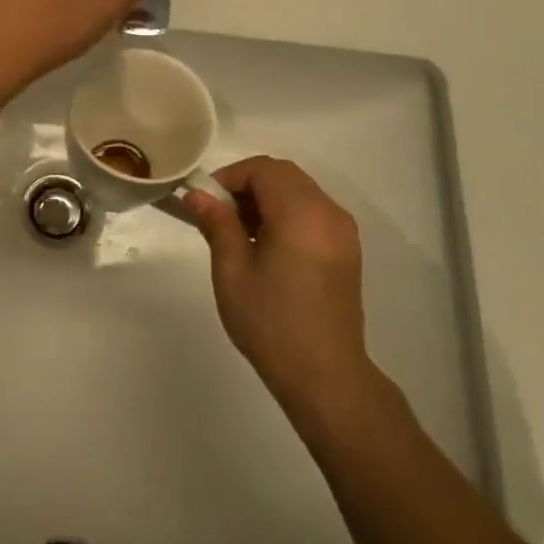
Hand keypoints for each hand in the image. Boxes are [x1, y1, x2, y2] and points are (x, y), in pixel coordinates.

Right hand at [181, 157, 375, 408]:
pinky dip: (286, 214)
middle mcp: (329, 212)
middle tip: (219, 216)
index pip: (263, 169)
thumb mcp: (232, 271)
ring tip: (240, 234)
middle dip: (247, 185)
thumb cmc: (271, 322)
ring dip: (266, 199)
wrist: (324, 374)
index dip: (230, 177)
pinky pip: (312, 212)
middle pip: (284, 175)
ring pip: (299, 192)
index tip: (205, 203)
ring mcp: (343, 231)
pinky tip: (267, 247)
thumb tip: (197, 194)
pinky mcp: (346, 249)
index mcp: (302, 213)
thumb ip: (217, 224)